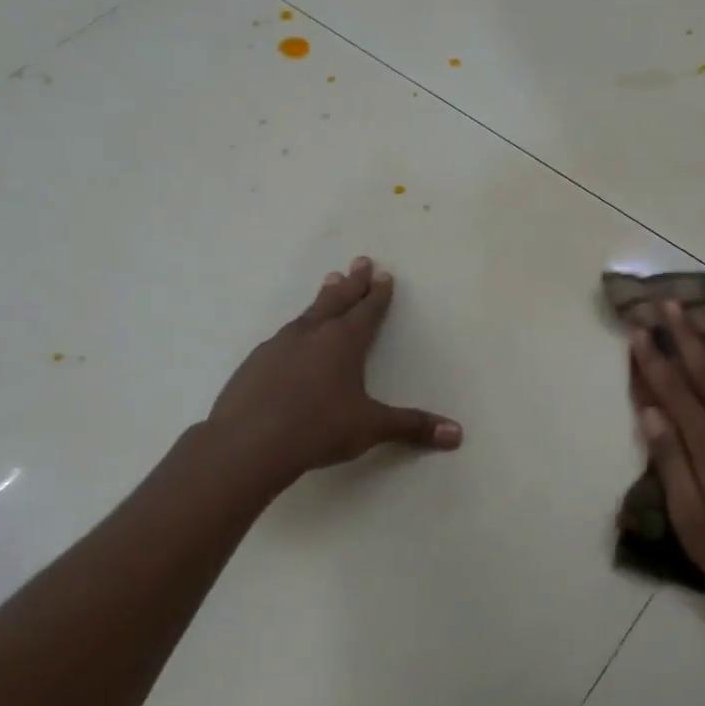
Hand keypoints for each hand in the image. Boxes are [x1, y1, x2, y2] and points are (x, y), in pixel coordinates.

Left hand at [208, 257, 461, 477]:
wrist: (247, 444)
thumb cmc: (318, 429)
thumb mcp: (370, 428)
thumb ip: (412, 427)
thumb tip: (457, 434)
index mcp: (344, 343)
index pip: (367, 311)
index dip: (378, 294)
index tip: (384, 275)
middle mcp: (313, 334)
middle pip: (337, 300)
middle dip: (353, 282)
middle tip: (360, 261)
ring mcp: (279, 345)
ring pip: (308, 313)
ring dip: (323, 298)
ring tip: (329, 282)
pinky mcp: (255, 362)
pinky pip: (283, 336)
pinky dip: (296, 329)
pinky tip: (292, 338)